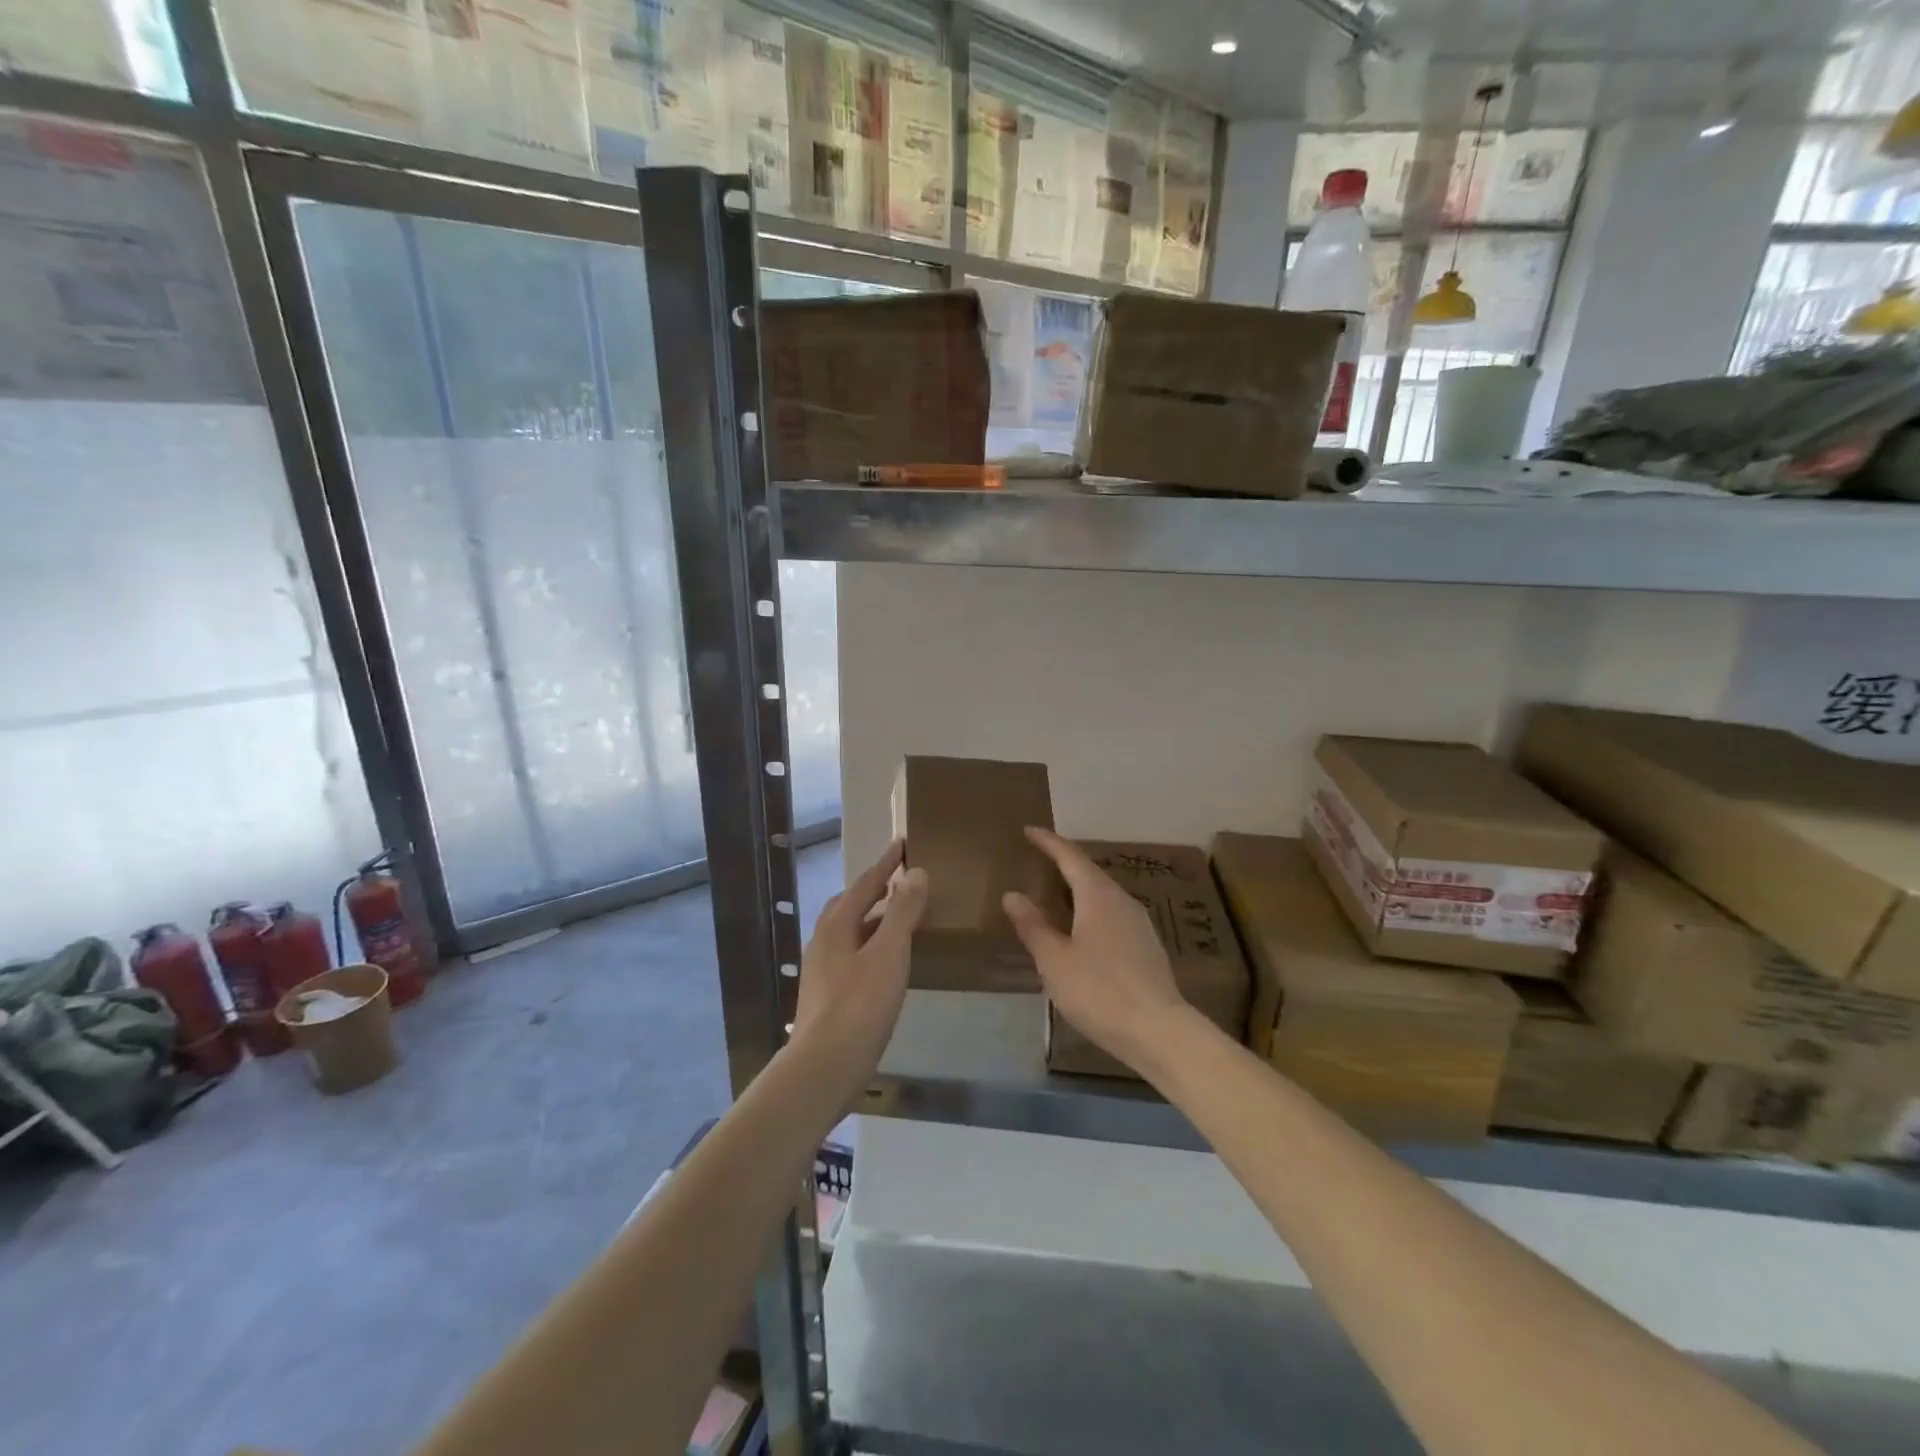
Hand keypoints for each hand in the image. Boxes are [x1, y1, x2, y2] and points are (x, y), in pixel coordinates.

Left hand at [791, 840, 927, 1092]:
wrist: (824, 1067)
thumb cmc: (859, 1005)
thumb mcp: (889, 953)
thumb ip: (903, 912)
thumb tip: (915, 872)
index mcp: (836, 925)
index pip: (864, 884)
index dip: (885, 864)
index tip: (901, 843)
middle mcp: (824, 942)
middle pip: (849, 905)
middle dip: (873, 890)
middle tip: (898, 880)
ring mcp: (822, 971)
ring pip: (849, 932)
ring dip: (873, 919)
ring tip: (899, 919)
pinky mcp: (827, 997)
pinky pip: (852, 956)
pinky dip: (871, 946)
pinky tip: (887, 963)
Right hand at [1003, 827, 1187, 1074]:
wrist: (1159, 1031)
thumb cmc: (1099, 990)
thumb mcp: (1054, 960)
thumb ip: (1033, 925)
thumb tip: (1012, 894)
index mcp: (1098, 896)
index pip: (1070, 856)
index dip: (1048, 842)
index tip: (1029, 830)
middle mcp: (1122, 900)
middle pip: (1090, 872)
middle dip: (1064, 863)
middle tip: (1039, 859)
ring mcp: (1139, 923)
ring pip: (1103, 894)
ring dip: (1079, 888)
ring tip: (1057, 892)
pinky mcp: (1147, 946)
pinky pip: (1113, 914)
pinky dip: (1091, 910)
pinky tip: (1083, 929)